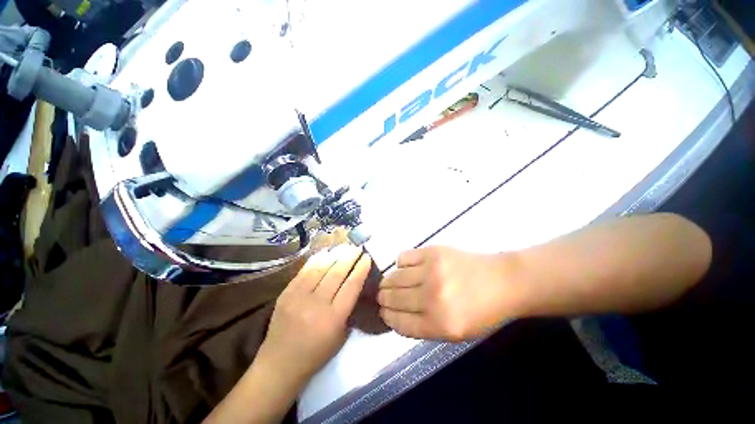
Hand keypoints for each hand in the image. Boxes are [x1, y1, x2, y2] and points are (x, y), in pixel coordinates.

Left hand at [257, 244, 371, 385]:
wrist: (280, 364)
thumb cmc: (316, 354)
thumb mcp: (341, 336)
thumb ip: (349, 309)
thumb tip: (354, 284)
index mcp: (333, 319)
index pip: (351, 286)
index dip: (360, 269)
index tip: (367, 257)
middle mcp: (317, 305)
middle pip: (337, 273)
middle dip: (349, 257)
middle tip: (357, 247)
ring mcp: (298, 297)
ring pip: (320, 269)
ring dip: (335, 255)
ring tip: (344, 246)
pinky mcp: (286, 293)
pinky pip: (304, 271)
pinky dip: (316, 260)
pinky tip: (325, 252)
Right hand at [378, 246, 520, 341]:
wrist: (502, 281)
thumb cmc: (481, 311)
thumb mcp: (454, 332)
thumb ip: (422, 326)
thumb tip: (394, 314)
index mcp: (439, 324)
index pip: (398, 322)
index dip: (387, 316)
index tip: (382, 311)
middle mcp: (432, 298)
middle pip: (393, 298)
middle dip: (383, 298)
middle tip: (381, 295)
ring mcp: (431, 271)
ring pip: (394, 277)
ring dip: (388, 281)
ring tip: (390, 281)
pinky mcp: (432, 252)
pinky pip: (403, 257)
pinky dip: (400, 263)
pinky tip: (406, 267)